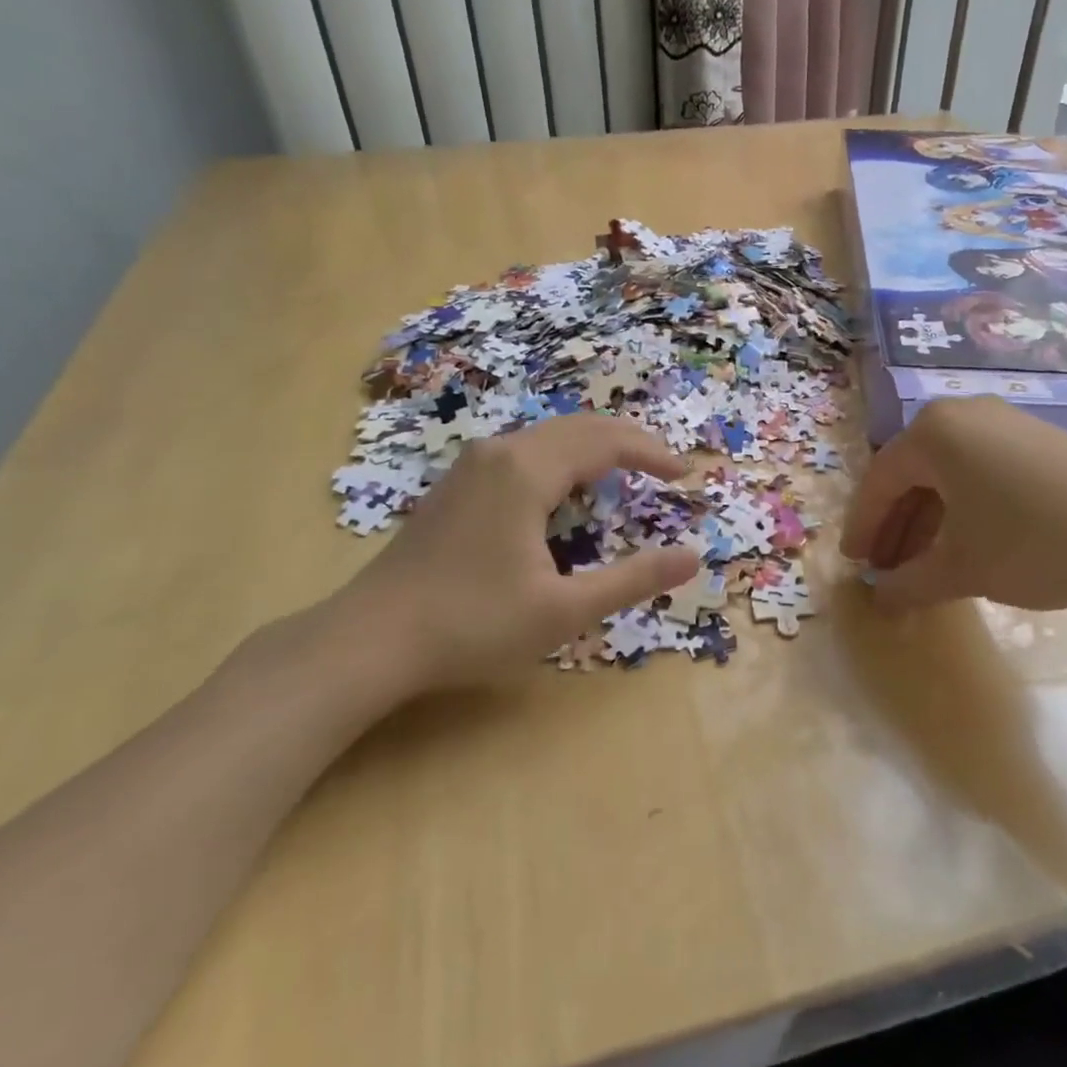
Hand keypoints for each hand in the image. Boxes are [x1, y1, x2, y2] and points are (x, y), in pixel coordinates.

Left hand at [293, 415, 701, 711]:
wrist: (372, 639)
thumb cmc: (473, 625)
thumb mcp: (565, 610)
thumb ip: (634, 580)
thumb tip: (694, 557)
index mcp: (527, 471)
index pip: (606, 441)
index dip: (652, 453)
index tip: (685, 475)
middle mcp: (500, 452)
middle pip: (578, 427)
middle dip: (627, 443)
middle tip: (664, 468)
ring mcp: (472, 465)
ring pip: (548, 437)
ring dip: (593, 449)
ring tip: (625, 476)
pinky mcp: (456, 484)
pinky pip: (523, 452)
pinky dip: (561, 460)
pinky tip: (565, 494)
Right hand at [840, 396, 1066, 613]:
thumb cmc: (1033, 542)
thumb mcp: (962, 569)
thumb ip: (908, 583)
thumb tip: (879, 598)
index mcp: (933, 432)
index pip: (879, 482)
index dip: (863, 527)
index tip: (854, 564)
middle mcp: (964, 414)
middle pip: (912, 475)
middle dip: (895, 526)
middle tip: (884, 569)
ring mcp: (1005, 422)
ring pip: (947, 474)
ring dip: (928, 521)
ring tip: (922, 565)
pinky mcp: (1039, 439)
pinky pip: (980, 471)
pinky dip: (962, 508)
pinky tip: (966, 544)